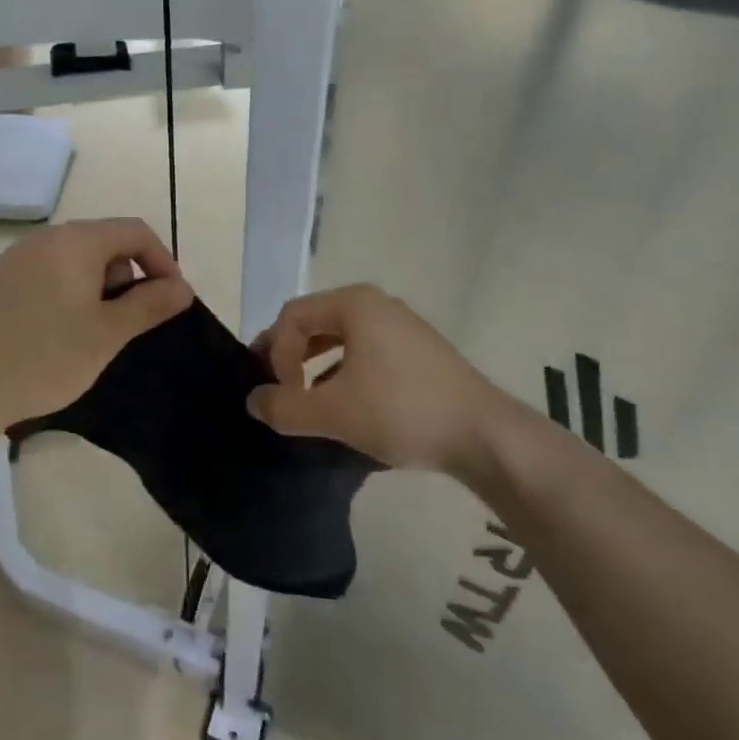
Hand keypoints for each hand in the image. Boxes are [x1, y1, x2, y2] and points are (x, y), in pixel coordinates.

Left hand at [0, 218, 192, 451]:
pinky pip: (48, 274)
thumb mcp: (107, 334)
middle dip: (127, 277)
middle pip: (105, 242)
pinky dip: (68, 294)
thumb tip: (183, 287)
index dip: (162, 261)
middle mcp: (44, 238)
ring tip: (93, 333)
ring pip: (76, 260)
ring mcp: (16, 258)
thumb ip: (149, 305)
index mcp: (75, 241)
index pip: (135, 231)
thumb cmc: (44, 357)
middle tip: (126, 324)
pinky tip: (58, 333)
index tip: (170, 300)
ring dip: (98, 288)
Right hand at [247, 284, 510, 474]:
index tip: (279, 393)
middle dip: (290, 356)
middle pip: (314, 322)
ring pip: (340, 339)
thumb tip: (253, 401)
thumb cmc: (402, 411)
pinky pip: (365, 351)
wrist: (485, 435)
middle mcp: (376, 304)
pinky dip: (344, 372)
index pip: (292, 316)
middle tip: (279, 391)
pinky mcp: (418, 351)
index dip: (273, 352)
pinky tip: (345, 406)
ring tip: (307, 401)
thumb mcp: (334, 412)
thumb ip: (284, 407)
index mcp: (354, 304)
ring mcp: (401, 326)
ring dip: (315, 367)